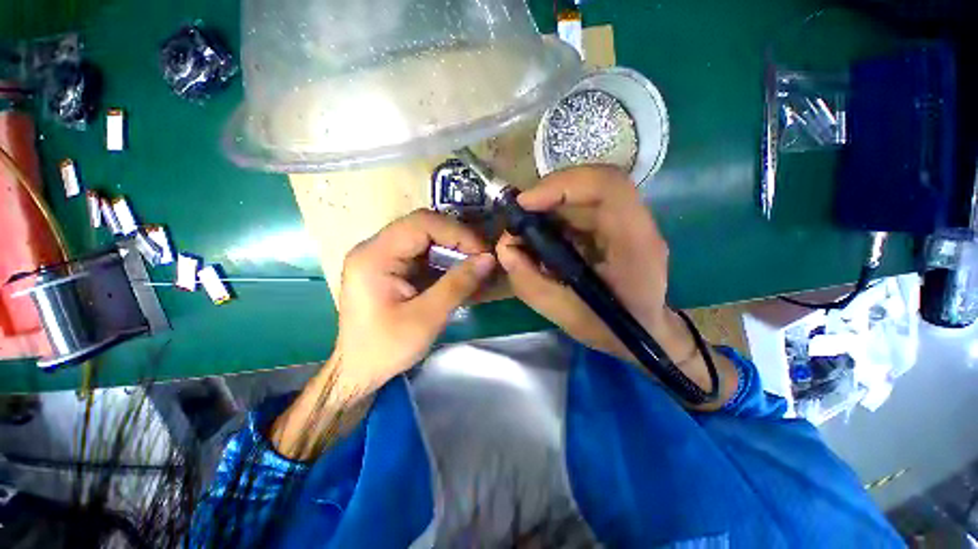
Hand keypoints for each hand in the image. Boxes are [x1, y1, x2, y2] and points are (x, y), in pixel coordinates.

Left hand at [272, 210, 494, 458]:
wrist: (358, 371)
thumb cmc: (387, 348)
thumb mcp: (427, 317)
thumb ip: (458, 284)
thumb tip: (489, 258)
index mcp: (375, 256)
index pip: (422, 224)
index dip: (457, 233)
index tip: (482, 252)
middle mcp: (374, 248)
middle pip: (423, 226)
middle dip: (457, 238)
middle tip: (481, 257)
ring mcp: (381, 257)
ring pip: (424, 238)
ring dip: (452, 248)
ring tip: (475, 264)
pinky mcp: (389, 267)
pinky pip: (421, 253)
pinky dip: (443, 259)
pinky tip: (459, 272)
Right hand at [496, 166, 691, 366]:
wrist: (646, 332)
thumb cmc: (612, 328)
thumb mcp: (564, 314)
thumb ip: (530, 283)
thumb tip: (504, 247)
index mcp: (634, 244)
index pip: (608, 188)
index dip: (563, 185)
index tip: (525, 204)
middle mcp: (637, 224)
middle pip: (594, 182)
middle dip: (548, 193)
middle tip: (519, 215)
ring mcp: (630, 221)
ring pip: (587, 190)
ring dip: (551, 202)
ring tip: (526, 225)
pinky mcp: (617, 224)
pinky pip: (584, 205)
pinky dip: (557, 212)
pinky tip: (543, 232)